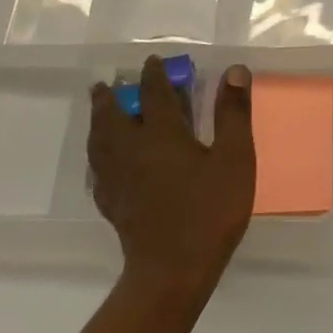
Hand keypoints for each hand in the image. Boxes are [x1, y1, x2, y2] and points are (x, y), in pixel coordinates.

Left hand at [89, 57, 255, 292]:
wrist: (173, 270)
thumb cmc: (210, 210)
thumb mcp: (235, 158)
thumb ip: (233, 113)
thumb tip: (234, 70)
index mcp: (161, 134)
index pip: (154, 94)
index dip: (154, 75)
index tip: (152, 61)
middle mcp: (131, 150)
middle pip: (112, 116)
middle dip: (110, 97)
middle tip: (105, 85)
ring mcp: (117, 180)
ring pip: (99, 143)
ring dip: (97, 123)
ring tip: (99, 116)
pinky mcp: (113, 205)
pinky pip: (98, 172)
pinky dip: (97, 158)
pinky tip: (102, 164)